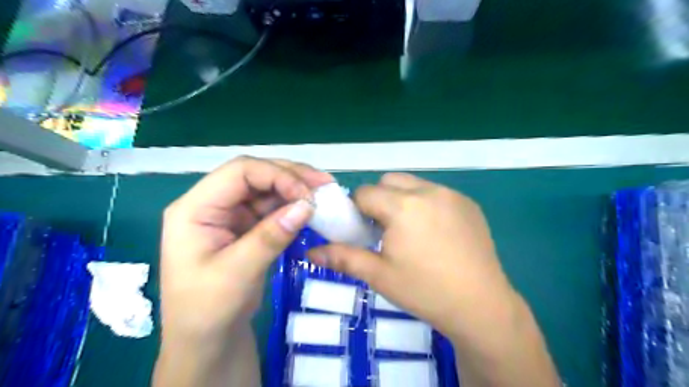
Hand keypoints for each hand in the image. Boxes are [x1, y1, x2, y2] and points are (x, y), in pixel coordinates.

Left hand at [162, 156, 333, 342]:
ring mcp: (229, 214)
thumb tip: (307, 206)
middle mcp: (211, 204)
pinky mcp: (245, 226)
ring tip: (324, 194)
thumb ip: (270, 237)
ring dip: (295, 189)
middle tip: (325, 184)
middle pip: (254, 174)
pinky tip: (310, 209)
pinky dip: (292, 206)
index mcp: (195, 209)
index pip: (239, 172)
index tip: (307, 195)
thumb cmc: (208, 311)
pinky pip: (272, 208)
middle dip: (290, 176)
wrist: (207, 340)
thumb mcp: (237, 274)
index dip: (276, 175)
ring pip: (266, 188)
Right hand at [307, 173, 516, 340]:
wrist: (481, 306)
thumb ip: (342, 258)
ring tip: (409, 231)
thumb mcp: (379, 275)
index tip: (364, 231)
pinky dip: (426, 204)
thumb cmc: (424, 291)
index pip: (365, 192)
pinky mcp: (469, 203)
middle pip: (389, 181)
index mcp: (403, 206)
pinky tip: (434, 233)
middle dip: (379, 199)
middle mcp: (428, 191)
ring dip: (402, 199)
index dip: (357, 210)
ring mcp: (451, 195)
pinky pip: (436, 193)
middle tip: (384, 230)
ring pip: (413, 184)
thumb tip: (310, 253)